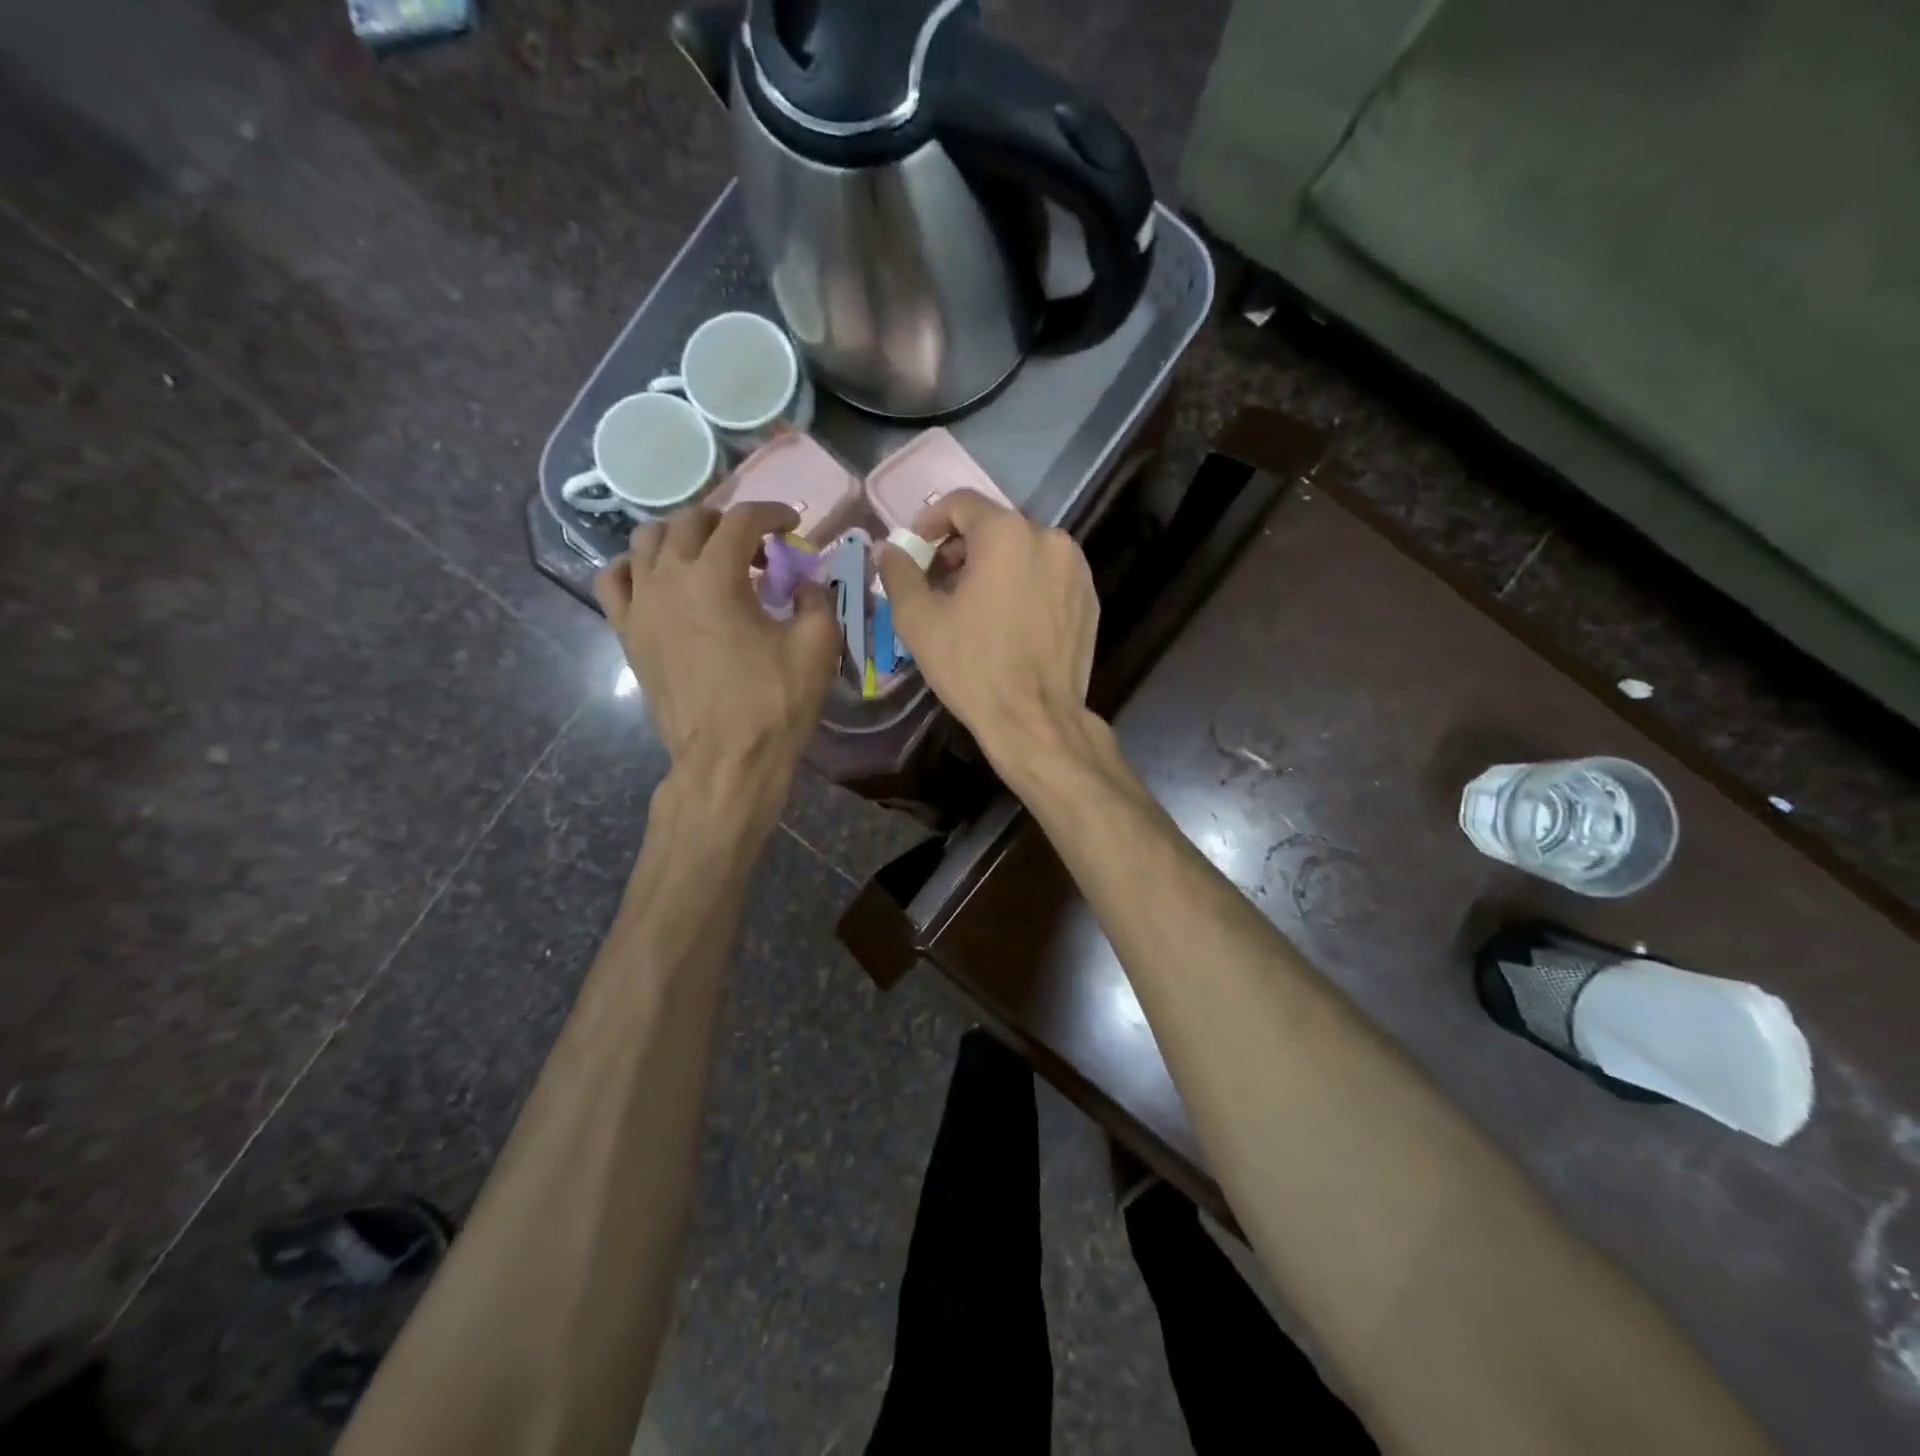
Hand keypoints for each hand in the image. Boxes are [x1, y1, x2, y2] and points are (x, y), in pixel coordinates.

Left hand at [597, 503, 838, 821]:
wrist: (726, 760)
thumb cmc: (775, 704)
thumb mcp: (817, 647)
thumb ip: (816, 600)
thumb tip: (806, 583)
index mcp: (716, 576)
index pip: (742, 520)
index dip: (772, 513)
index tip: (792, 524)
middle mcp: (669, 577)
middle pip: (691, 522)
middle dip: (728, 522)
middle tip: (755, 546)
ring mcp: (640, 604)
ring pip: (647, 541)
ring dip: (682, 536)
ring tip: (707, 556)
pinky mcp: (627, 632)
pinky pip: (614, 579)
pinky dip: (635, 566)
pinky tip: (657, 578)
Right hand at [876, 490, 1098, 769]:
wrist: (1034, 718)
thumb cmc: (972, 666)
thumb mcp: (919, 620)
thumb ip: (899, 573)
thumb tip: (889, 549)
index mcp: (1006, 533)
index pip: (961, 503)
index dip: (930, 522)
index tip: (916, 551)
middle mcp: (1049, 538)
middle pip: (994, 526)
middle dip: (960, 547)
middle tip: (938, 583)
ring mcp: (1075, 568)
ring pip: (1023, 550)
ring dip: (993, 566)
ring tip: (972, 604)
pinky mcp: (1089, 598)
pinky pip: (1047, 576)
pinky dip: (1023, 584)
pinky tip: (1007, 620)